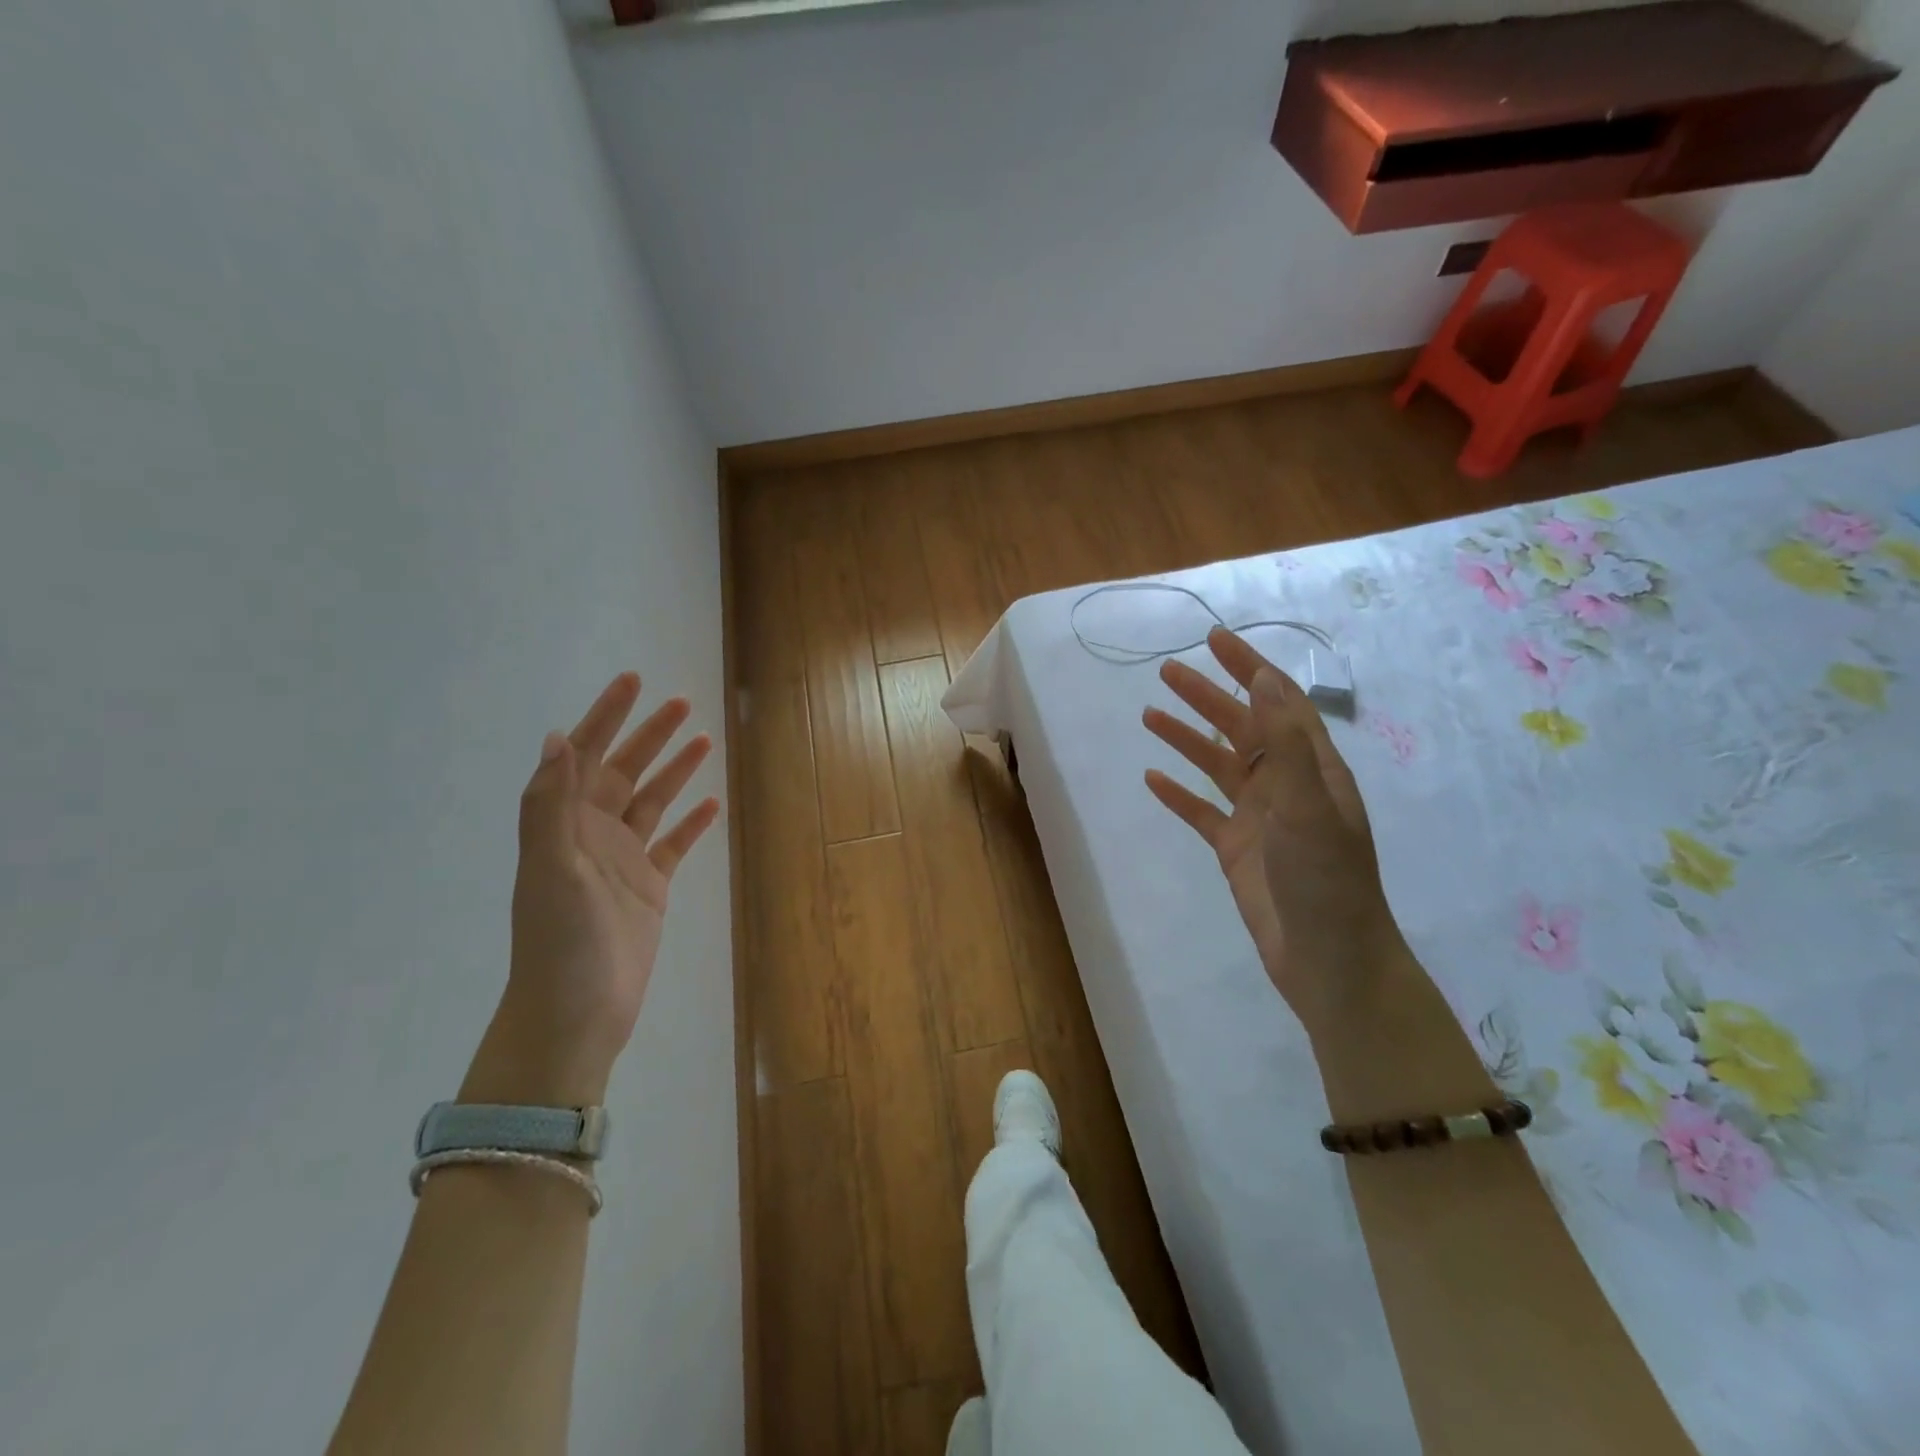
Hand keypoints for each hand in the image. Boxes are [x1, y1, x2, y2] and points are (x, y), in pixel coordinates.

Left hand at [466, 674, 719, 1107]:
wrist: (576, 1013)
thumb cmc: (560, 939)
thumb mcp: (551, 867)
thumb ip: (551, 804)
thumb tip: (556, 738)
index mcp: (564, 824)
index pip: (584, 755)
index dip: (606, 716)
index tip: (633, 681)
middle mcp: (592, 834)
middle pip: (624, 770)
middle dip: (650, 734)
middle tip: (682, 703)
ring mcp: (623, 860)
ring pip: (652, 801)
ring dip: (675, 770)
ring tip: (703, 740)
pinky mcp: (650, 887)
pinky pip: (674, 844)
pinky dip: (692, 822)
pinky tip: (712, 804)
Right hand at [1143, 628, 1400, 1030]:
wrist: (1327, 959)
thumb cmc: (1324, 878)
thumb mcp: (1308, 805)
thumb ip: (1285, 742)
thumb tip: (1264, 679)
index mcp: (1311, 768)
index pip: (1278, 702)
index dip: (1248, 668)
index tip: (1214, 640)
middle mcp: (1285, 785)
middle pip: (1241, 727)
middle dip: (1207, 696)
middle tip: (1166, 671)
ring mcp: (1260, 818)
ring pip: (1217, 765)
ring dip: (1186, 738)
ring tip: (1149, 713)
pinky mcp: (1236, 849)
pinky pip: (1201, 811)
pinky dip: (1178, 793)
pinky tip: (1153, 778)